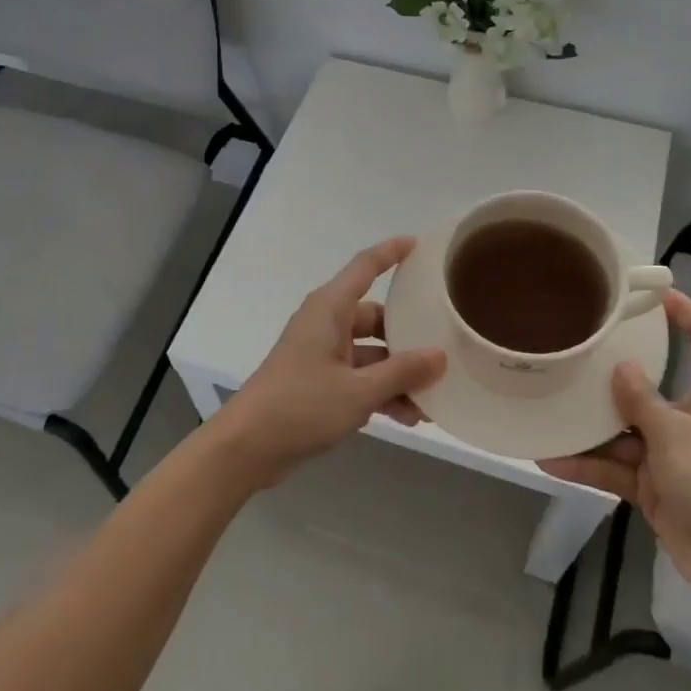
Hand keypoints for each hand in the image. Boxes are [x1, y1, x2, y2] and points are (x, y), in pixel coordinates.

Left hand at [211, 237, 446, 487]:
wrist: (246, 448)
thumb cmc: (300, 406)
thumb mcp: (358, 391)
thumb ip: (402, 372)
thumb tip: (440, 355)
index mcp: (330, 309)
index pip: (365, 267)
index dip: (391, 252)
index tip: (419, 243)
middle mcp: (326, 324)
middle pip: (376, 317)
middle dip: (408, 336)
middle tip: (444, 346)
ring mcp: (321, 354)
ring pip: (370, 353)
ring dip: (398, 373)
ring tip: (432, 397)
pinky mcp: (318, 383)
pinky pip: (359, 377)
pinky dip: (380, 391)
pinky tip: (409, 417)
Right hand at [539, 292, 690, 609]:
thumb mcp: (679, 437)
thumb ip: (644, 401)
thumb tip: (621, 367)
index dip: (684, 309)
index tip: (647, 292)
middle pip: (649, 383)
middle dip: (611, 373)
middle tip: (569, 352)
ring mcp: (670, 454)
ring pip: (622, 429)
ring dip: (588, 426)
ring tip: (545, 408)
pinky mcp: (654, 488)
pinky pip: (614, 467)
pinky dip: (586, 465)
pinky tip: (550, 459)